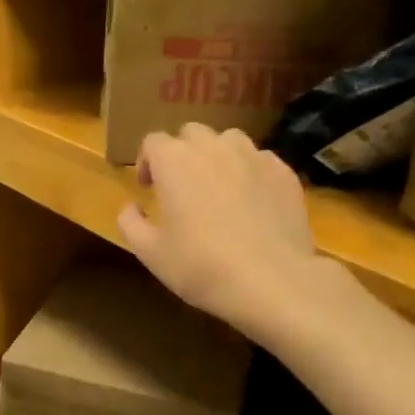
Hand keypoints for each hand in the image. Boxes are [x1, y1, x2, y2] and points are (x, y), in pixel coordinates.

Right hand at [117, 124, 342, 343]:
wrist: (271, 281)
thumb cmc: (201, 266)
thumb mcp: (151, 253)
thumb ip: (130, 223)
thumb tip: (130, 207)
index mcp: (175, 161)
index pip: (153, 141)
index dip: (147, 161)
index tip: (148, 187)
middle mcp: (213, 147)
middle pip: (191, 133)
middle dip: (182, 153)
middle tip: (181, 186)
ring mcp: (254, 156)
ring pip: (229, 140)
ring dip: (217, 156)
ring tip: (218, 187)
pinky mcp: (284, 173)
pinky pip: (260, 160)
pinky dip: (250, 173)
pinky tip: (251, 202)